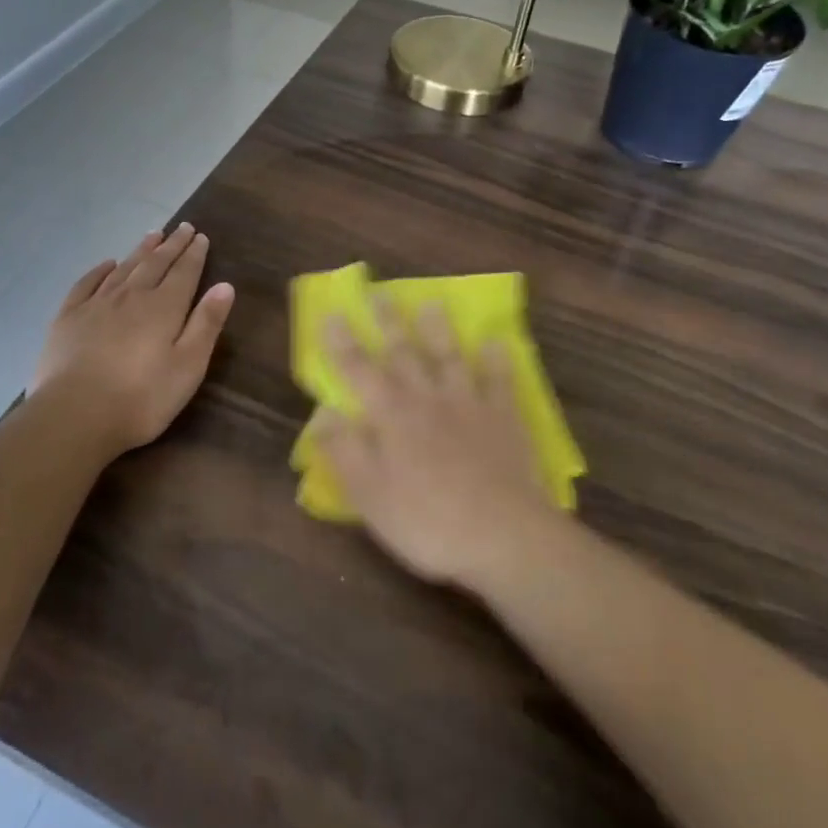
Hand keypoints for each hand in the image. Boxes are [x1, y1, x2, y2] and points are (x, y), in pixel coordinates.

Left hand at [31, 224, 235, 455]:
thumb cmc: (141, 398)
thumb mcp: (188, 366)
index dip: (194, 254)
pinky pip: (87, 283)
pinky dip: (100, 270)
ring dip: (140, 250)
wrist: (74, 415)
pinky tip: (107, 264)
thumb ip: (206, 324)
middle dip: (171, 245)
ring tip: (152, 235)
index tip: (201, 236)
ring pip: (124, 268)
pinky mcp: (68, 318)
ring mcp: (96, 304)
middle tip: (183, 227)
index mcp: (163, 308)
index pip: (184, 272)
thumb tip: (225, 286)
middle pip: (155, 263)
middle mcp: (131, 296)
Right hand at [315, 300, 554, 588]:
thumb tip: (322, 413)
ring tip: (433, 303)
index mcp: (390, 416)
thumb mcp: (368, 495)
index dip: (342, 343)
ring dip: (439, 329)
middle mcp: (426, 399)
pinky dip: (496, 360)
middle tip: (379, 291)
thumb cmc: (426, 521)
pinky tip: (496, 342)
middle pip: (403, 352)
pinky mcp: (505, 418)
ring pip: (449, 357)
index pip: (358, 371)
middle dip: (388, 321)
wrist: (503, 535)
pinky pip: (499, 380)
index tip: (333, 313)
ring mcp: (469, 404)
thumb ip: (343, 450)